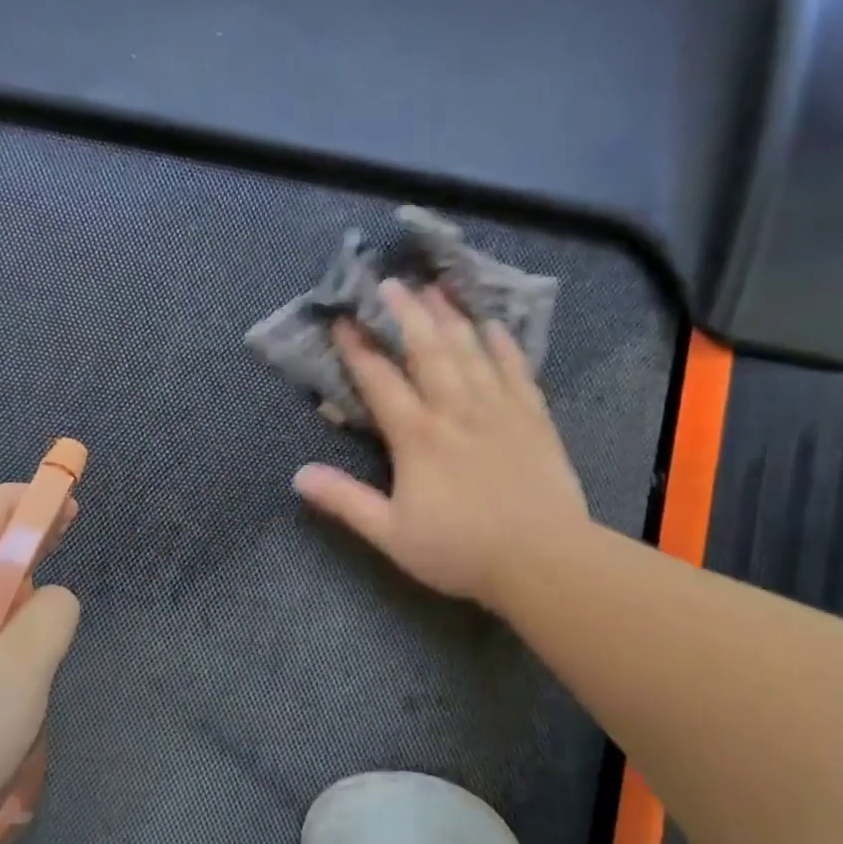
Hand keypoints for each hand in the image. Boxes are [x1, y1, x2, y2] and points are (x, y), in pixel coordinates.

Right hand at [293, 279, 591, 609]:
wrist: (544, 561)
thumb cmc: (460, 550)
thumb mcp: (391, 534)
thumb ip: (345, 501)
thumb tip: (298, 475)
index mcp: (417, 437)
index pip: (381, 381)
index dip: (358, 349)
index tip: (342, 321)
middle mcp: (456, 410)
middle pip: (428, 350)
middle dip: (406, 314)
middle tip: (392, 282)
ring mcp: (498, 409)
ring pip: (471, 351)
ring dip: (451, 317)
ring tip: (436, 289)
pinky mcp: (534, 418)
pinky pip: (516, 369)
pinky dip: (503, 344)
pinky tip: (494, 325)